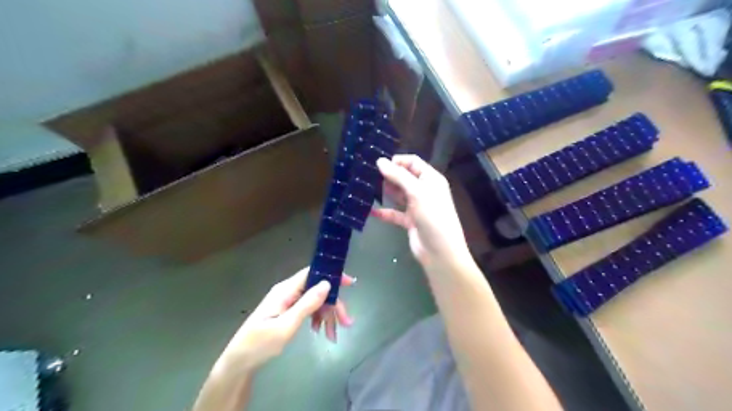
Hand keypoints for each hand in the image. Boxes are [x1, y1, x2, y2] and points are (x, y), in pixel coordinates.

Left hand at [220, 267, 353, 373]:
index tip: (350, 283)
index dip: (332, 275)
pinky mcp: (288, 310)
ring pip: (316, 301)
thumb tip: (327, 283)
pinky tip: (321, 332)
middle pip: (318, 289)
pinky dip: (318, 319)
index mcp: (286, 290)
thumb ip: (307, 304)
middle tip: (346, 323)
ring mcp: (288, 301)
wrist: (239, 362)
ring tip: (333, 335)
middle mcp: (288, 291)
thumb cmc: (260, 344)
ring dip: (327, 315)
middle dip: (334, 305)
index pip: (313, 273)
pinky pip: (309, 309)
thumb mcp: (285, 326)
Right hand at [373, 154, 468, 270]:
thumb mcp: (417, 192)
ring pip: (399, 194)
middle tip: (369, 177)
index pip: (413, 162)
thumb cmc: (433, 216)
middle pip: (404, 177)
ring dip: (386, 192)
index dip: (397, 161)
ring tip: (367, 189)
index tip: (378, 165)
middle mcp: (424, 190)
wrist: (440, 252)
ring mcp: (417, 206)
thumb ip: (398, 176)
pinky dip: (385, 212)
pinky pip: (395, 213)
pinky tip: (371, 210)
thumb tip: (380, 161)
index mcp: (431, 179)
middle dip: (389, 176)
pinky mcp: (410, 221)